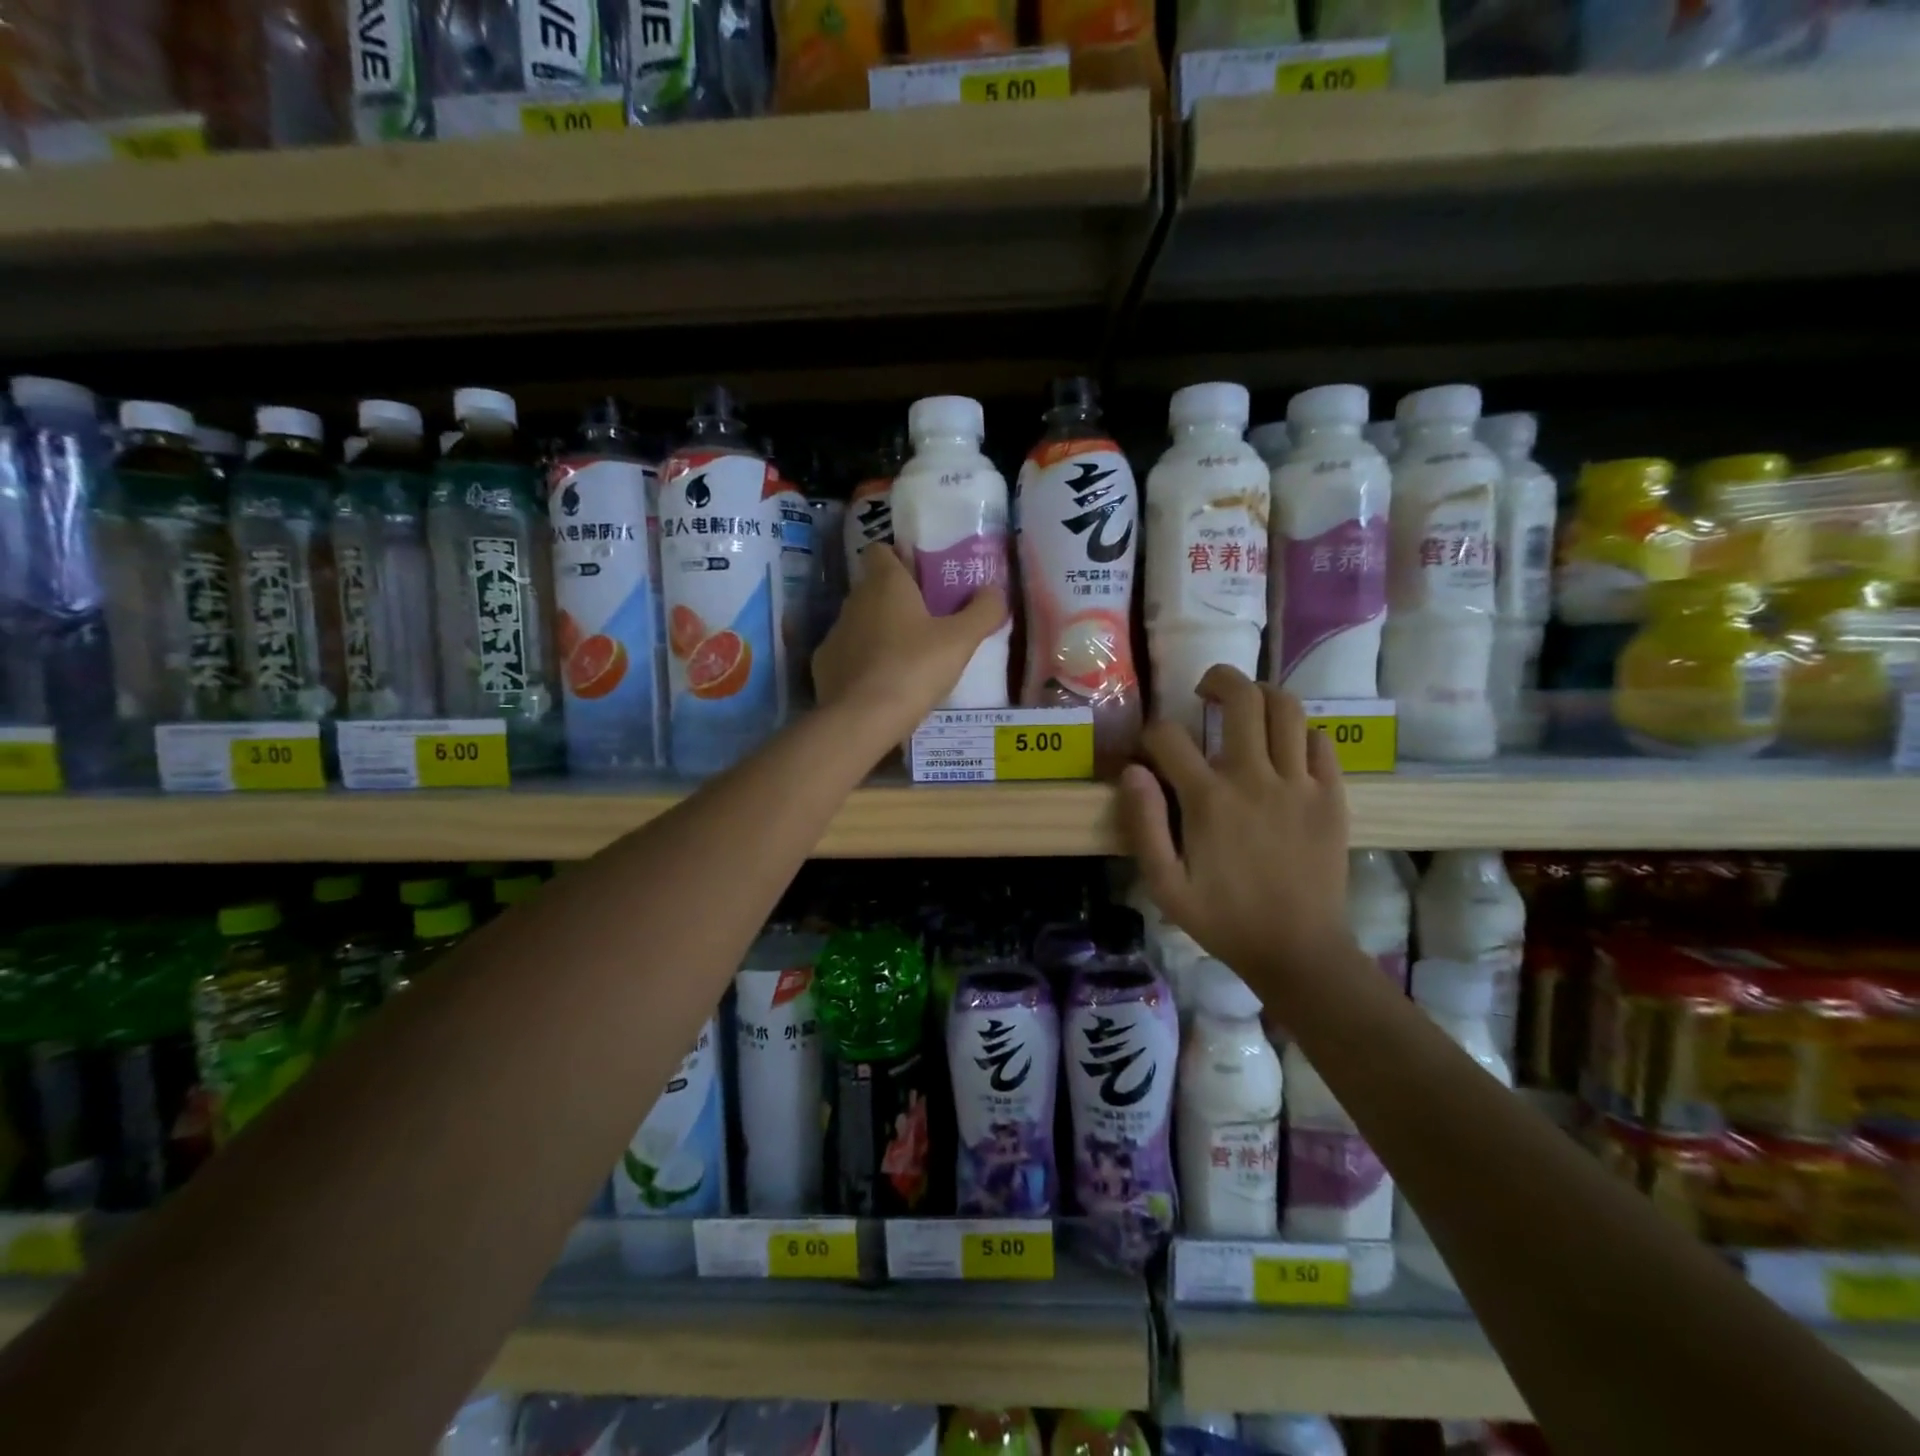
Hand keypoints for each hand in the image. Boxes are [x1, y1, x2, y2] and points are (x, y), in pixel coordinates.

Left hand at [813, 545, 1006, 741]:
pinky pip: (849, 654)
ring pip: (862, 622)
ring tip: (910, 657)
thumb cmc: (912, 669)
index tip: (924, 577)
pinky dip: (864, 662)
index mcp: (885, 583)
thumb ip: (983, 611)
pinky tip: (884, 683)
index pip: (882, 550)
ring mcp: (835, 633)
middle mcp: (854, 600)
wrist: (859, 720)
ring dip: (882, 632)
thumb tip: (995, 591)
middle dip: (899, 599)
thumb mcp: (960, 641)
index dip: (901, 558)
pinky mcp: (824, 665)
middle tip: (930, 620)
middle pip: (875, 587)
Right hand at [1120, 666, 1356, 1000]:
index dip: (1150, 734)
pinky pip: (1321, 741)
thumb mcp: (1165, 885)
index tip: (1148, 750)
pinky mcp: (1332, 796)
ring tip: (1247, 706)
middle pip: (1242, 698)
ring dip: (1262, 694)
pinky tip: (1284, 747)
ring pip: (1287, 708)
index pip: (1169, 737)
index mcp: (1208, 800)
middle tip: (1205, 691)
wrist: (1299, 951)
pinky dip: (1300, 731)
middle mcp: (1254, 778)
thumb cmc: (1224, 920)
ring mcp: (1299, 784)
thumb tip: (1132, 772)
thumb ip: (1144, 825)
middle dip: (1218, 679)